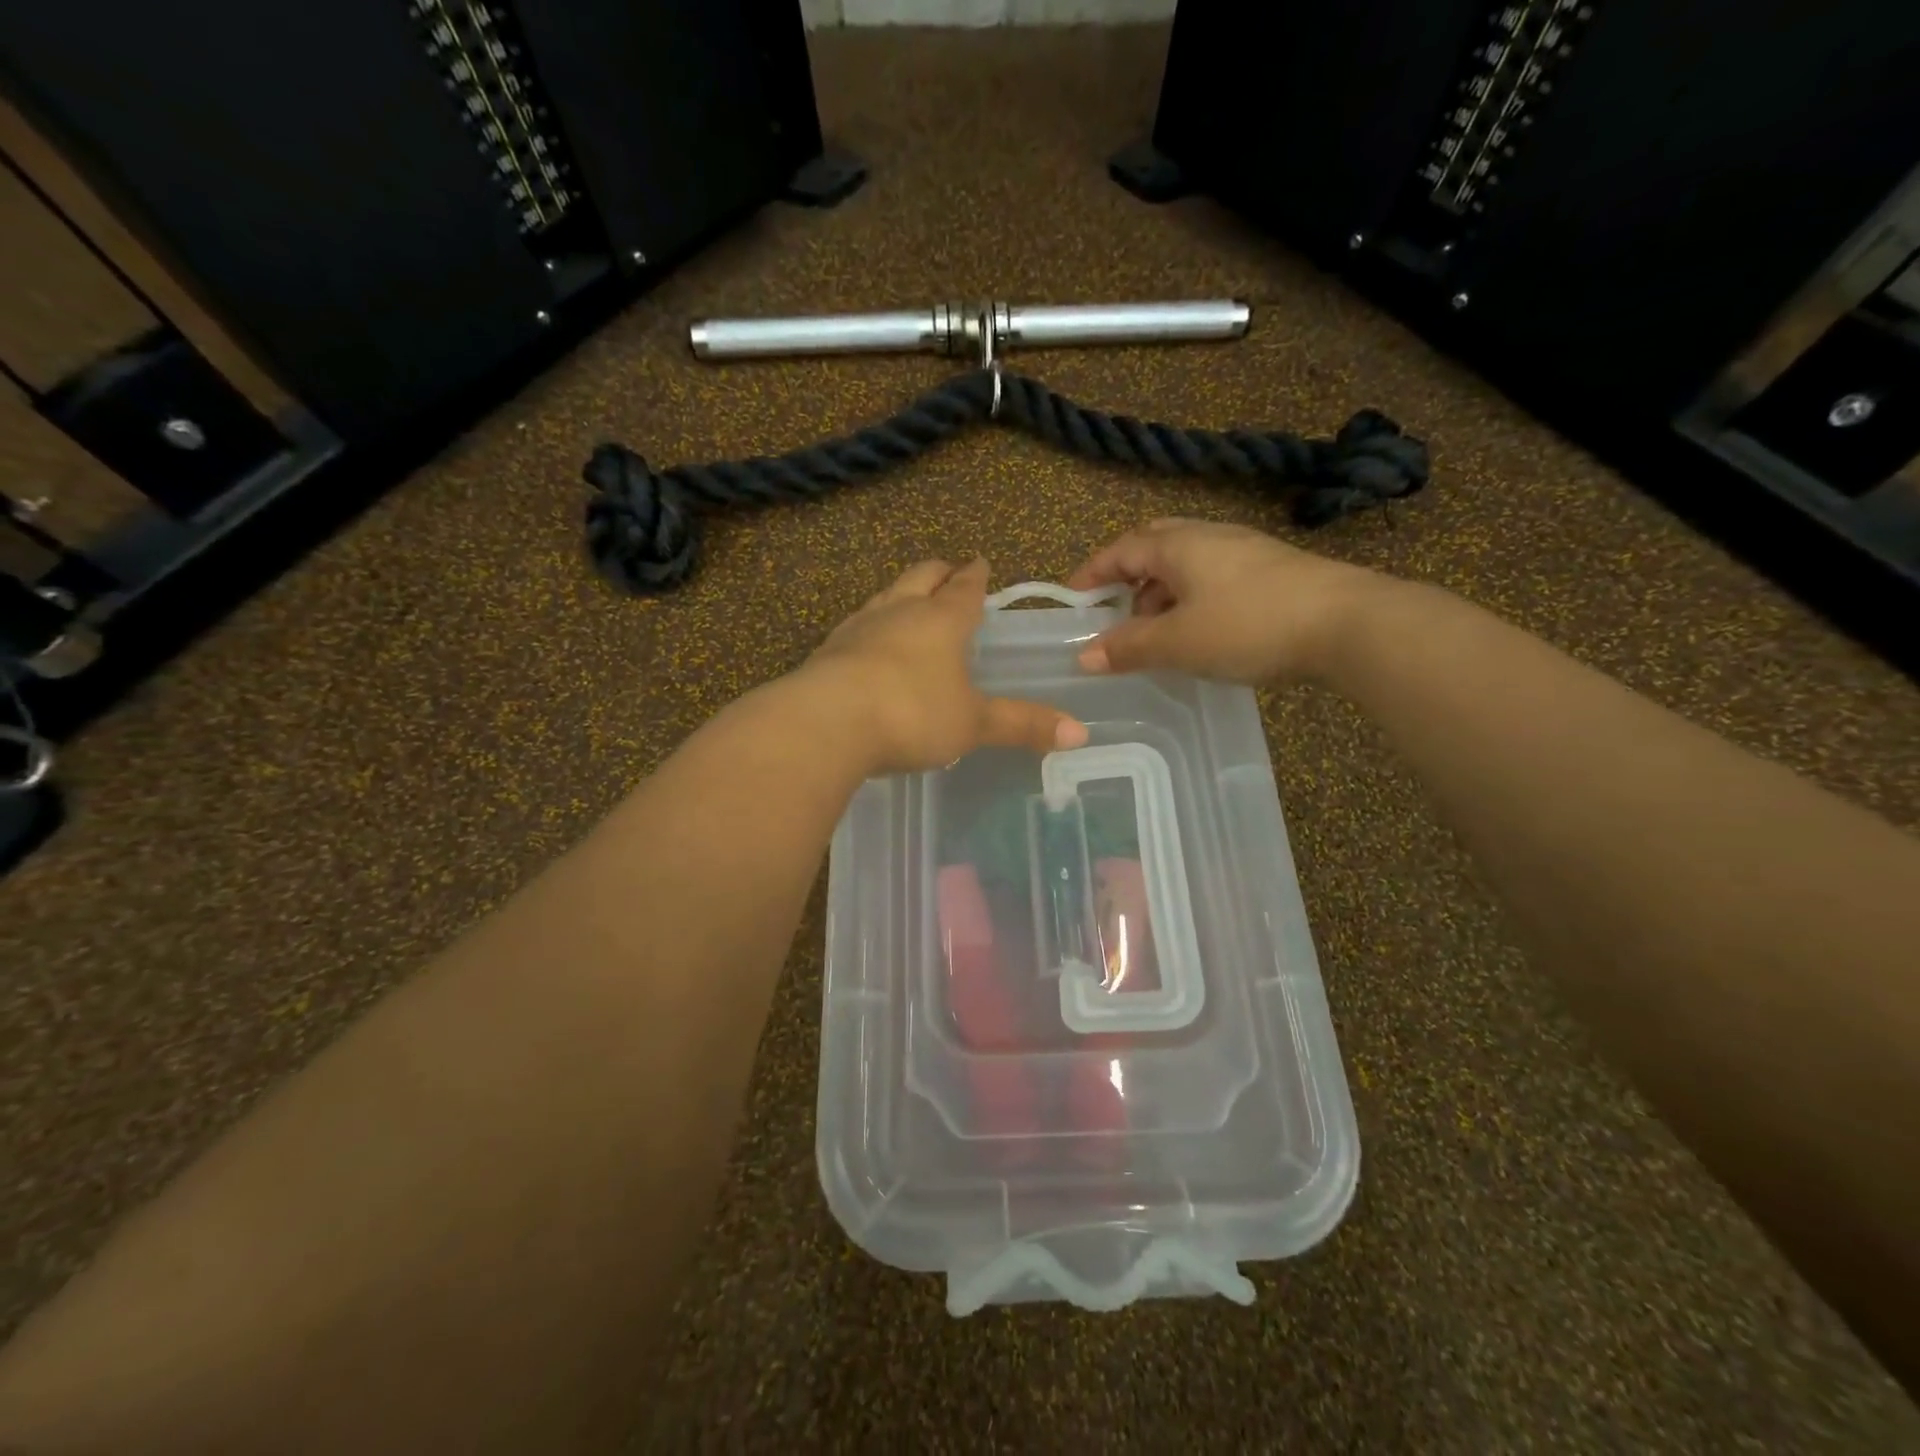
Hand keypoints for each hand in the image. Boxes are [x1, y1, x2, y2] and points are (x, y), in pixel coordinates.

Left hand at [800, 558, 1088, 773]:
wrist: (825, 723)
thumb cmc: (912, 714)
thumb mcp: (973, 724)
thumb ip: (1022, 725)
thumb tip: (1080, 733)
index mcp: (941, 620)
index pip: (964, 588)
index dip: (976, 577)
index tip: (981, 563)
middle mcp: (899, 612)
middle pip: (920, 578)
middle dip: (938, 573)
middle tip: (948, 571)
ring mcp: (858, 628)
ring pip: (884, 597)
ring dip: (900, 594)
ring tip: (908, 600)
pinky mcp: (827, 652)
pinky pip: (855, 628)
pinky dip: (869, 627)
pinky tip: (866, 644)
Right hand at [1067, 519, 1382, 684]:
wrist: (1347, 623)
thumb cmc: (1249, 625)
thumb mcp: (1178, 642)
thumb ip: (1128, 648)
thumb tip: (1082, 656)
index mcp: (1179, 545)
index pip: (1121, 549)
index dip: (1091, 572)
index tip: (1071, 598)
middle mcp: (1208, 537)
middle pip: (1153, 547)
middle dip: (1126, 577)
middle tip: (1112, 612)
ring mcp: (1243, 552)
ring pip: (1185, 564)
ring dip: (1159, 594)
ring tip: (1153, 632)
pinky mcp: (1270, 572)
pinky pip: (1212, 578)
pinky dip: (1189, 600)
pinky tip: (1198, 631)